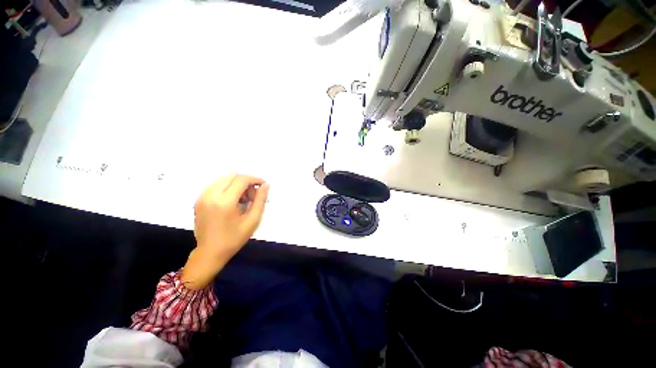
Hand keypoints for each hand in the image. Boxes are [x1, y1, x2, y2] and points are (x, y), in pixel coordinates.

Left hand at [182, 174, 269, 288]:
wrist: (209, 253)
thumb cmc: (234, 238)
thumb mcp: (252, 220)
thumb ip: (260, 200)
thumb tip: (266, 185)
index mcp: (224, 202)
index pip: (241, 180)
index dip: (255, 179)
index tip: (263, 185)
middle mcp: (210, 195)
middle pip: (232, 176)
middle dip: (246, 181)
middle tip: (253, 195)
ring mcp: (202, 197)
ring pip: (224, 179)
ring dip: (237, 184)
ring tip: (243, 198)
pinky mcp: (199, 199)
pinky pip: (216, 185)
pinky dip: (228, 187)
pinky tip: (232, 200)